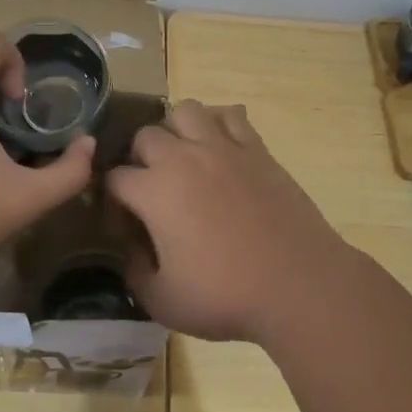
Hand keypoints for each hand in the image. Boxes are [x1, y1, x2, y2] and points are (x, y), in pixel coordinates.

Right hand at [105, 101, 363, 343]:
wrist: (299, 285)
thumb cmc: (225, 297)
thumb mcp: (162, 300)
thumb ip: (134, 271)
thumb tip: (131, 249)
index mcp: (154, 191)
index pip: (114, 178)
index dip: (113, 201)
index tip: (126, 225)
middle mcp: (183, 158)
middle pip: (145, 136)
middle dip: (139, 160)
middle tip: (152, 191)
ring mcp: (223, 149)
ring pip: (185, 111)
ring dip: (175, 131)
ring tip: (183, 159)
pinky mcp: (257, 150)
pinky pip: (230, 117)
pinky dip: (218, 125)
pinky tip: (220, 151)